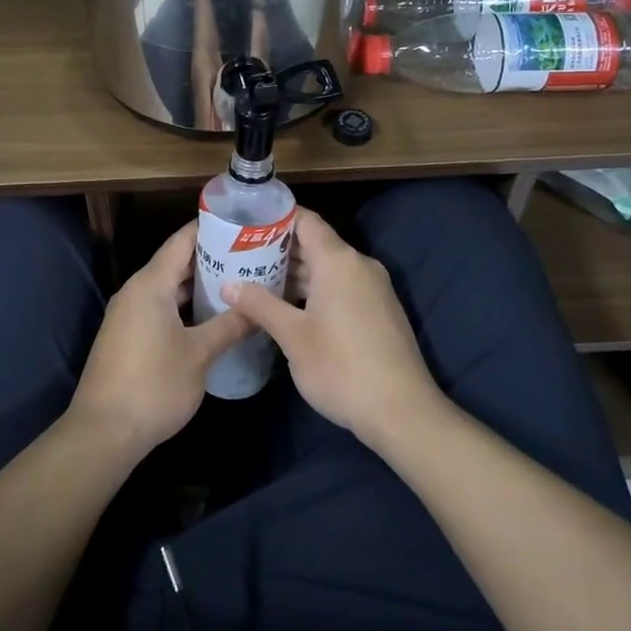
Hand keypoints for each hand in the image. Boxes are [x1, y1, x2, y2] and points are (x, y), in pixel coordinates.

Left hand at [70, 221, 250, 454]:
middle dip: (211, 259)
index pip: (182, 241)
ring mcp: (129, 314)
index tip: (241, 225)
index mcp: (150, 284)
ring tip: (238, 284)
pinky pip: (160, 307)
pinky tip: (211, 316)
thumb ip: (229, 326)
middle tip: (250, 257)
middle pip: (175, 262)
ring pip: (168, 288)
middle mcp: (136, 291)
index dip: (210, 229)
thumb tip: (256, 309)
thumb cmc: (153, 385)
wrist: (104, 431)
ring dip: (198, 285)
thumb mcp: (199, 355)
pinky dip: (185, 305)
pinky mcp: (128, 336)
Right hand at [223, 208, 442, 446]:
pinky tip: (289, 307)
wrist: (402, 411)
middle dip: (278, 249)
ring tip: (256, 281)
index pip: (305, 220)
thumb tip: (228, 285)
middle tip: (240, 257)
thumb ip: (259, 305)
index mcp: (338, 260)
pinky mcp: (379, 311)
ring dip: (295, 273)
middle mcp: (359, 265)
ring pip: (328, 268)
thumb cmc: (341, 367)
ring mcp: (373, 289)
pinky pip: (341, 287)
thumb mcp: (292, 336)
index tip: (245, 225)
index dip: (275, 218)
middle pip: (315, 243)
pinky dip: (314, 290)